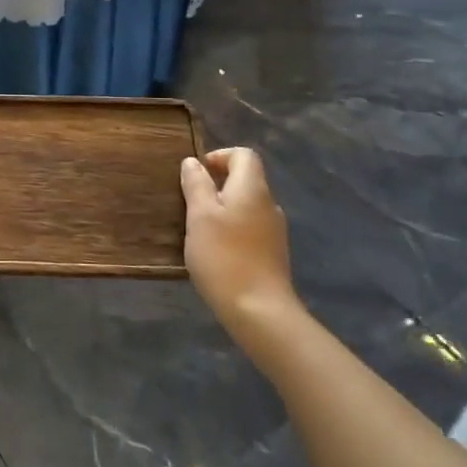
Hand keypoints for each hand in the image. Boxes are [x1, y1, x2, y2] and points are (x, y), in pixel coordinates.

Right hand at [181, 148, 300, 338]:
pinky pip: (251, 227)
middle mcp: (269, 204)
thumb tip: (193, 162)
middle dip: (218, 184)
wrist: (260, 311)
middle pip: (246, 179)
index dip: (220, 156)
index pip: (243, 155)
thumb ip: (196, 185)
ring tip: (200, 228)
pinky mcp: (273, 253)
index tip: (197, 174)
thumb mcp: (200, 216)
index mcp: (252, 189)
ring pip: (247, 205)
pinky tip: (217, 250)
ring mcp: (274, 231)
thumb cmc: (224, 257)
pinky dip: (233, 228)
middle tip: (191, 202)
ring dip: (224, 208)